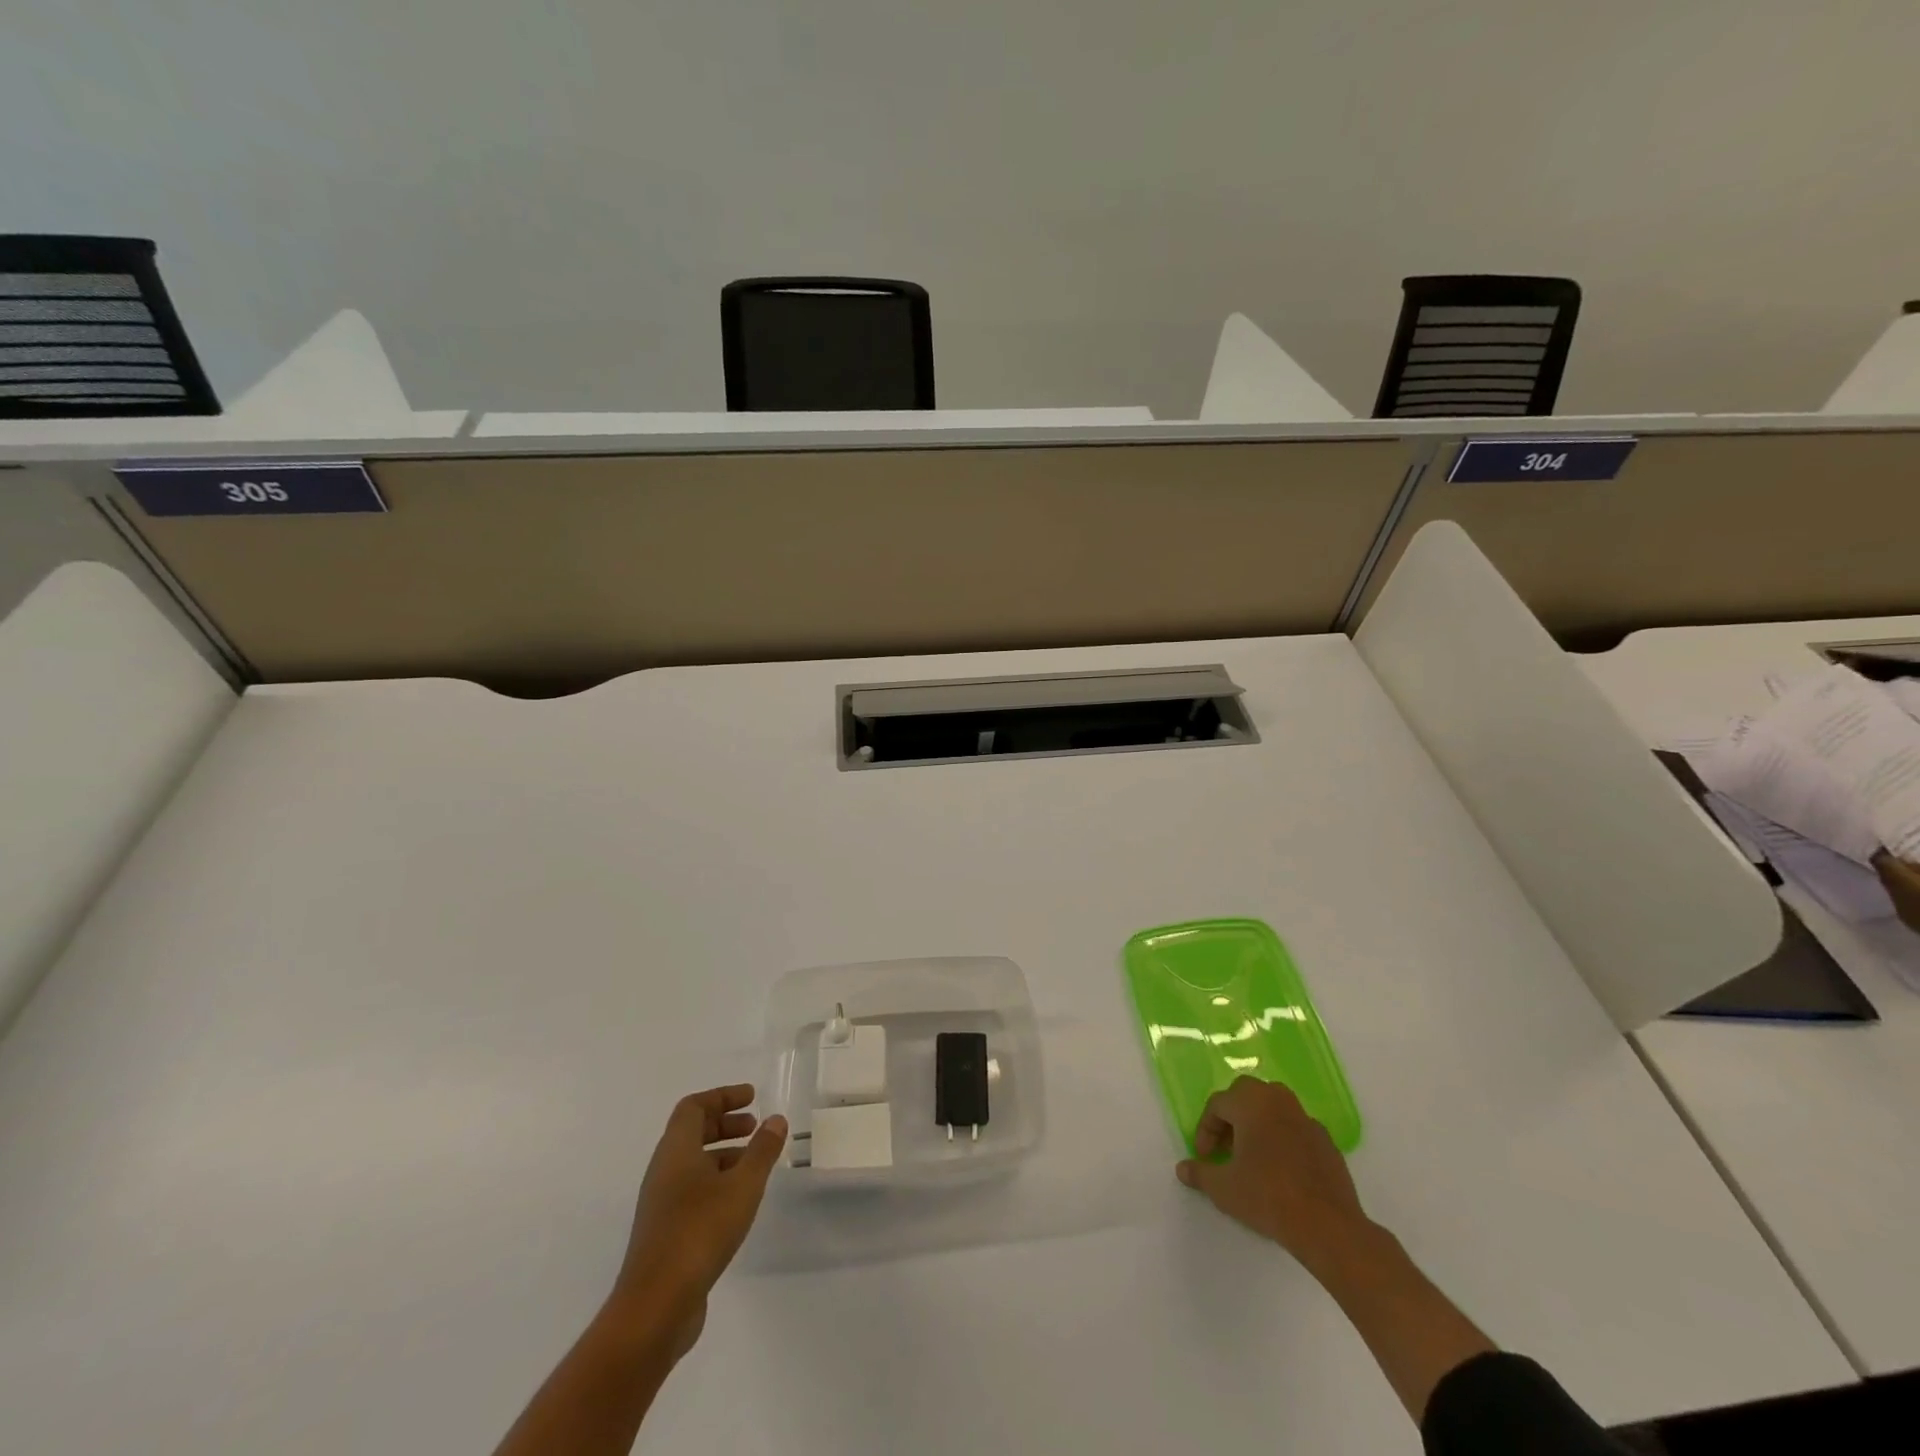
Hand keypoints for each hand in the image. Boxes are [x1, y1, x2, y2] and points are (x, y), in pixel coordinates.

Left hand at [611, 1084, 787, 1355]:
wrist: (655, 1307)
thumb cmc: (700, 1232)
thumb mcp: (743, 1186)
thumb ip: (762, 1150)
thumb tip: (776, 1119)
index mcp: (676, 1151)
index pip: (694, 1107)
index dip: (722, 1096)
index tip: (752, 1097)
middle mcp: (663, 1171)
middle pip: (691, 1132)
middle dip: (724, 1123)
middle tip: (755, 1126)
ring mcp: (661, 1204)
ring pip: (693, 1163)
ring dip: (723, 1154)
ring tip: (754, 1163)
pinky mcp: (665, 1232)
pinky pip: (692, 1190)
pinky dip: (717, 1182)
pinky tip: (739, 1200)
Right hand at [1176, 1076, 1372, 1274]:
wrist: (1328, 1226)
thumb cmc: (1268, 1197)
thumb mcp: (1224, 1189)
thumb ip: (1200, 1173)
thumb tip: (1182, 1169)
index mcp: (1251, 1103)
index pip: (1217, 1104)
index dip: (1205, 1130)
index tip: (1204, 1157)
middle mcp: (1278, 1100)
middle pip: (1246, 1094)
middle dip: (1231, 1116)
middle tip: (1226, 1147)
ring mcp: (1306, 1119)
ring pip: (1273, 1107)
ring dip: (1257, 1123)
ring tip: (1252, 1155)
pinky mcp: (1326, 1141)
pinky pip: (1295, 1128)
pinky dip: (1283, 1139)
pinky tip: (1281, 1170)